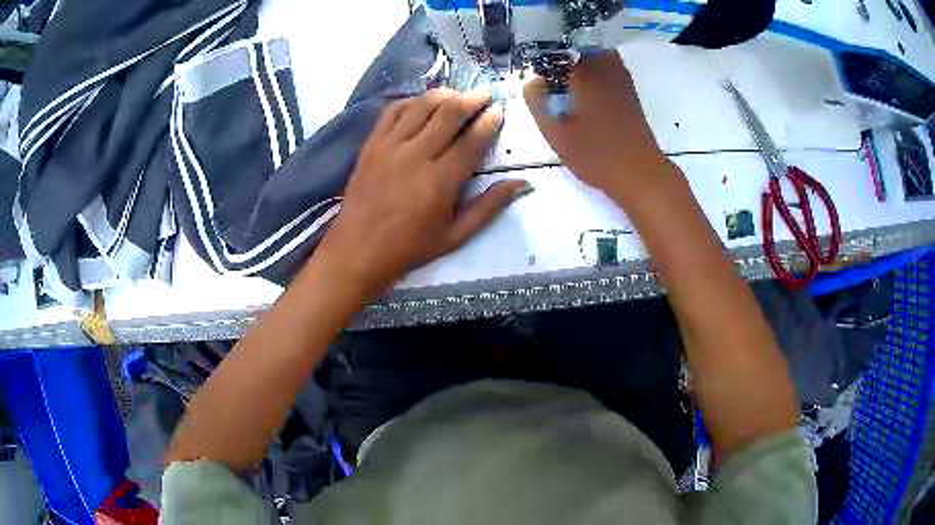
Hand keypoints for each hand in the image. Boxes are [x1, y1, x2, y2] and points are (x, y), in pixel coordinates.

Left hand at [315, 87, 529, 296]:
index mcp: (440, 182)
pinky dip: (409, 102)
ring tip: (456, 93)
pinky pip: (391, 112)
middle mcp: (415, 156)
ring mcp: (389, 147)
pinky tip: (420, 103)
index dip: (488, 123)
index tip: (498, 111)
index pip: (470, 142)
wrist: (357, 250)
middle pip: (447, 115)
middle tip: (484, 92)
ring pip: (420, 107)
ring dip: (442, 95)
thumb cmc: (409, 248)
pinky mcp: (370, 145)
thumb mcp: (455, 236)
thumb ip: (489, 207)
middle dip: (470, 99)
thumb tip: (522, 184)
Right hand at [524, 51, 672, 199]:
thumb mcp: (557, 134)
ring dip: (579, 57)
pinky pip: (608, 66)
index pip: (560, 45)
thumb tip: (531, 82)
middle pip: (580, 43)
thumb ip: (538, 104)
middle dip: (561, 49)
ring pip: (597, 52)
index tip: (531, 58)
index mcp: (586, 73)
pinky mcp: (629, 91)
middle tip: (545, 65)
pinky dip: (593, 67)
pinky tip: (582, 86)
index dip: (543, 49)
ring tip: (561, 73)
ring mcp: (621, 78)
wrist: (640, 174)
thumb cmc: (597, 155)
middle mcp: (606, 68)